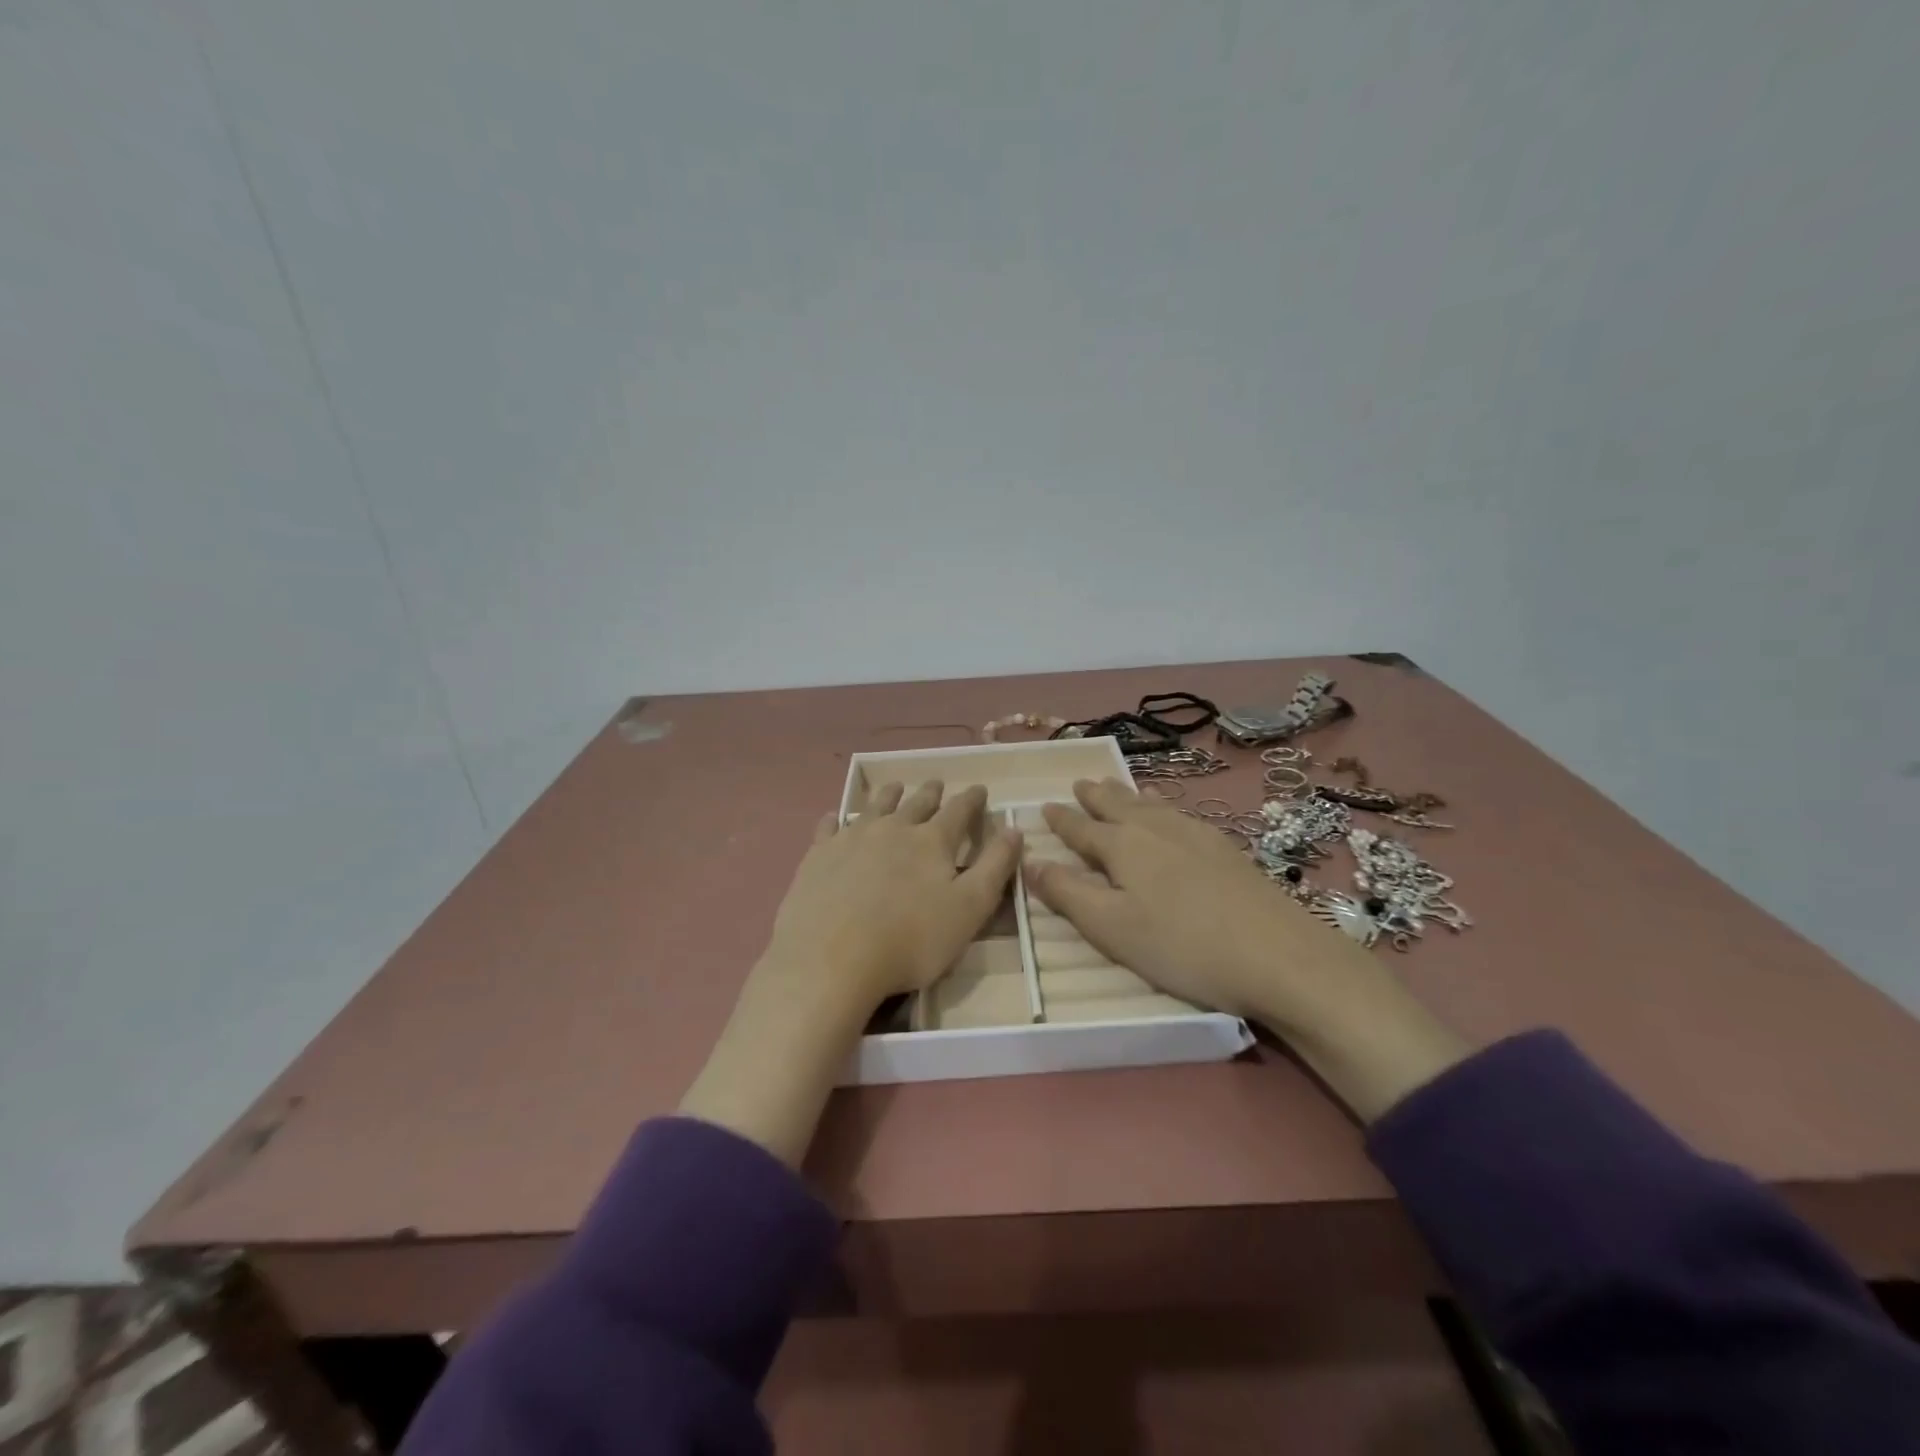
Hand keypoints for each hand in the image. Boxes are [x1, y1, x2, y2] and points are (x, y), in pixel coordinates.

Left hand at [682, 780, 1020, 1166]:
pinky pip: (829, 827)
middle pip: (916, 803)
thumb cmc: (911, 941)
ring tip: (895, 788)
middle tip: (937, 784)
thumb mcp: (969, 909)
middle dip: (931, 792)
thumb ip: (994, 867)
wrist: (831, 959)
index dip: (972, 799)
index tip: (979, 788)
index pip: (959, 811)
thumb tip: (1014, 829)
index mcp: (933, 841)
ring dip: (888, 795)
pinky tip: (834, 817)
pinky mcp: (818, 855)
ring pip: (875, 806)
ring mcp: (851, 838)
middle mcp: (893, 828)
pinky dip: (836, 819)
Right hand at [1027, 779, 1467, 1120]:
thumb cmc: (1182, 947)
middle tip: (1080, 783)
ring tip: (1116, 785)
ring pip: (1151, 804)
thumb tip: (1028, 861)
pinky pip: (1180, 812)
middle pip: (1118, 805)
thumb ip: (1067, 894)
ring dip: (1127, 794)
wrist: (1279, 955)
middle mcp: (1156, 829)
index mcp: (1123, 847)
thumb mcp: (1112, 929)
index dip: (1061, 819)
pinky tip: (1171, 811)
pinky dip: (1163, 804)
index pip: (1081, 828)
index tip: (1044, 806)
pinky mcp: (1225, 848)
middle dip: (1094, 796)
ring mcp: (1195, 834)